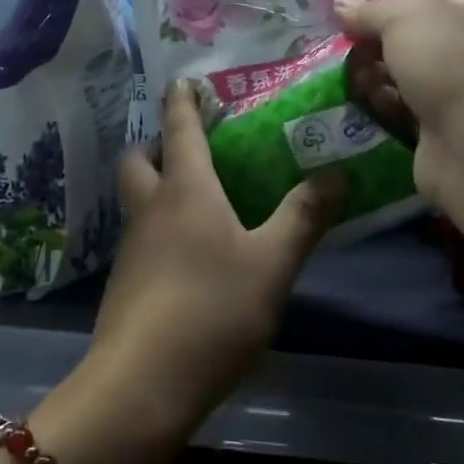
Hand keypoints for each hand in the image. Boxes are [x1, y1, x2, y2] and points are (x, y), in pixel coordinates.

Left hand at [88, 80, 342, 435]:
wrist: (142, 383)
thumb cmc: (212, 309)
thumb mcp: (272, 263)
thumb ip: (304, 217)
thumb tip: (337, 175)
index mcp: (184, 190)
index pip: (179, 128)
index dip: (182, 99)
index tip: (184, 80)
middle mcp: (150, 209)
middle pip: (139, 160)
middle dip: (157, 144)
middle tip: (190, 148)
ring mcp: (132, 248)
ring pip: (138, 200)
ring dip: (158, 187)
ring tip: (201, 200)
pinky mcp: (126, 284)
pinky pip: (142, 237)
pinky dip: (161, 228)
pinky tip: (191, 255)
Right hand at [333, 0, 463, 221]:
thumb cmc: (451, 64)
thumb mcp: (404, 19)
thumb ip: (370, 10)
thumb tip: (340, 2)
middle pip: (414, 31)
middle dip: (376, 33)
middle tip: (342, 38)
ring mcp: (455, 88)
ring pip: (404, 70)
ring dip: (373, 71)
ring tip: (349, 74)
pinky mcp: (437, 126)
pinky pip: (401, 106)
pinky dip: (382, 104)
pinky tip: (364, 103)